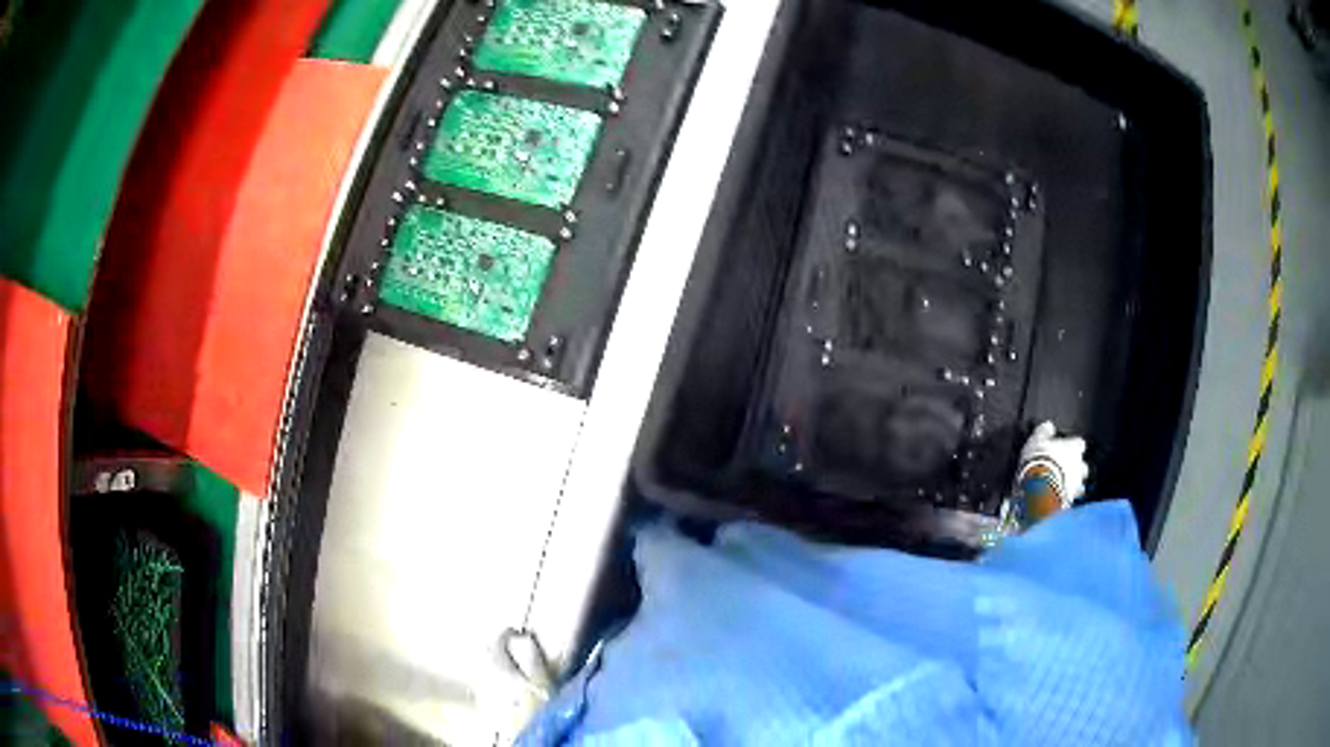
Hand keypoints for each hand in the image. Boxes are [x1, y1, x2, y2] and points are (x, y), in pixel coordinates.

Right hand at [1017, 421, 1088, 506]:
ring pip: (1080, 482)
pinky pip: (1072, 498)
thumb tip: (1048, 426)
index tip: (1066, 448)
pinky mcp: (1070, 499)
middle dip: (1076, 467)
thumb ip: (1044, 432)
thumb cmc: (1039, 459)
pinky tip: (1059, 498)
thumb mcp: (1037, 440)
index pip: (1079, 443)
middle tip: (1065, 468)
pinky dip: (1067, 497)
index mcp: (1073, 447)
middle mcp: (1078, 464)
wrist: (1040, 486)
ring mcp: (1076, 483)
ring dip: (1073, 483)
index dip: (1073, 446)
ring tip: (1062, 485)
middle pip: (1083, 465)